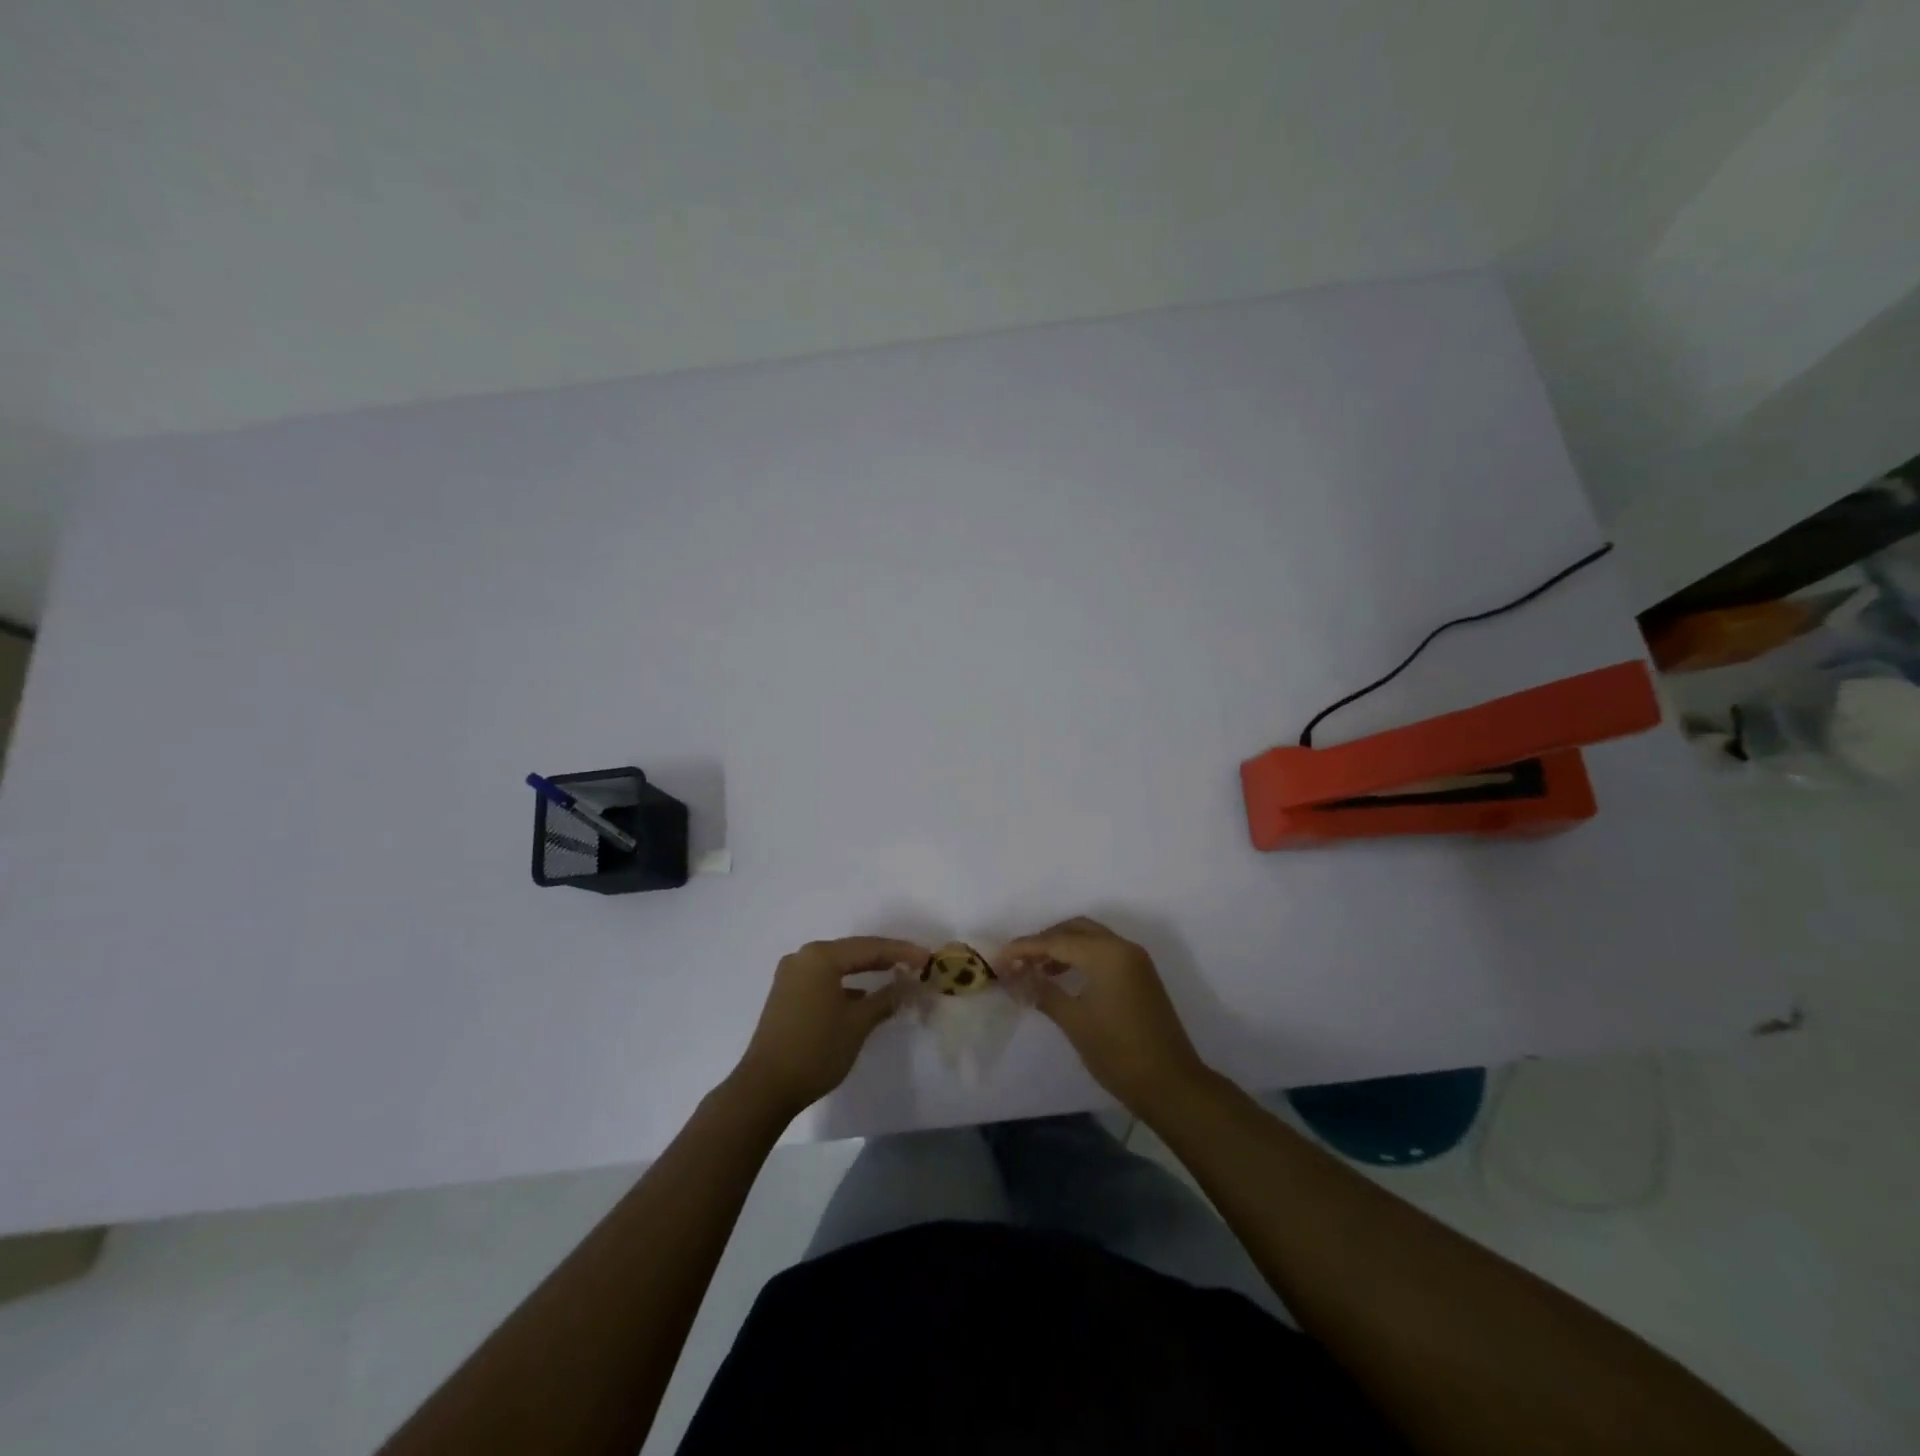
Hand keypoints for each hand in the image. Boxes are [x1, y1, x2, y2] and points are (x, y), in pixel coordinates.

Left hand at [732, 937, 925, 1118]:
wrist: (765, 1088)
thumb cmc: (816, 1050)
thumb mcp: (858, 1023)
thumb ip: (886, 998)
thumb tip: (908, 984)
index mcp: (820, 957)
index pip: (870, 947)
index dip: (902, 952)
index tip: (928, 958)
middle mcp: (803, 958)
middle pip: (853, 952)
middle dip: (885, 958)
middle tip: (915, 963)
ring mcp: (791, 976)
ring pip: (838, 966)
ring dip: (865, 971)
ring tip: (895, 976)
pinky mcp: (786, 994)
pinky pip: (824, 979)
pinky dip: (846, 985)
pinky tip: (863, 997)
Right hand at [1001, 917, 1208, 1114]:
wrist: (1171, 1084)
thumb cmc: (1118, 1052)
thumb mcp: (1074, 1021)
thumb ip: (1043, 992)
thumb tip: (1018, 977)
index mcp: (1106, 954)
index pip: (1056, 941)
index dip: (1024, 948)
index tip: (998, 959)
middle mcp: (1122, 947)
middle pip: (1075, 929)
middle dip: (1044, 941)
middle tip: (1018, 961)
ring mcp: (1135, 960)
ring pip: (1090, 938)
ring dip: (1062, 948)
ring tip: (1036, 971)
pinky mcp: (1140, 975)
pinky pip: (1104, 952)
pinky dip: (1081, 957)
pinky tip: (1062, 978)